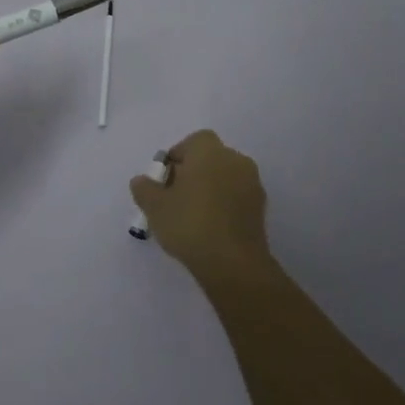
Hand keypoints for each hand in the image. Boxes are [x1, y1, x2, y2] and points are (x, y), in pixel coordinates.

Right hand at [129, 129, 270, 277]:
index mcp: (209, 151)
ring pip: (225, 177)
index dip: (178, 156)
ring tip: (193, 215)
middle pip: (210, 158)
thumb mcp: (154, 206)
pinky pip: (237, 197)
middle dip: (193, 172)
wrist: (233, 263)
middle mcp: (235, 160)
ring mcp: (252, 184)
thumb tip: (143, 181)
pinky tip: (211, 227)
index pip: (193, 141)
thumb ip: (144, 188)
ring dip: (210, 189)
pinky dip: (225, 205)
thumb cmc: (189, 224)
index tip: (165, 179)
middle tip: (175, 197)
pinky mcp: (261, 209)